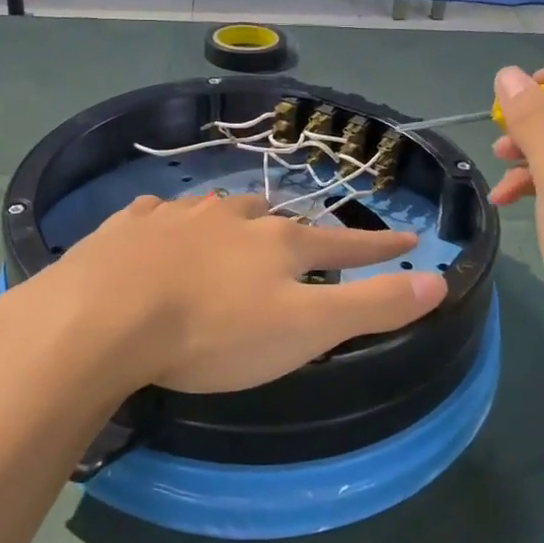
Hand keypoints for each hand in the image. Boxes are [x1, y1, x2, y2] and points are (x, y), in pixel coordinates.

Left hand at [5, 193, 446, 402]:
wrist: (105, 315)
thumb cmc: (213, 331)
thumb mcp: (305, 329)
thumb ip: (371, 306)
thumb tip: (438, 281)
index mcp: (278, 244)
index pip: (344, 245)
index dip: (379, 247)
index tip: (409, 239)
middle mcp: (232, 218)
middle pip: (278, 219)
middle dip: (298, 231)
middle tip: (304, 241)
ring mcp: (177, 217)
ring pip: (219, 210)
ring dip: (236, 219)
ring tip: (238, 228)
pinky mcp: (130, 226)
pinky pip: (158, 215)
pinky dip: (171, 221)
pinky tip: (162, 226)